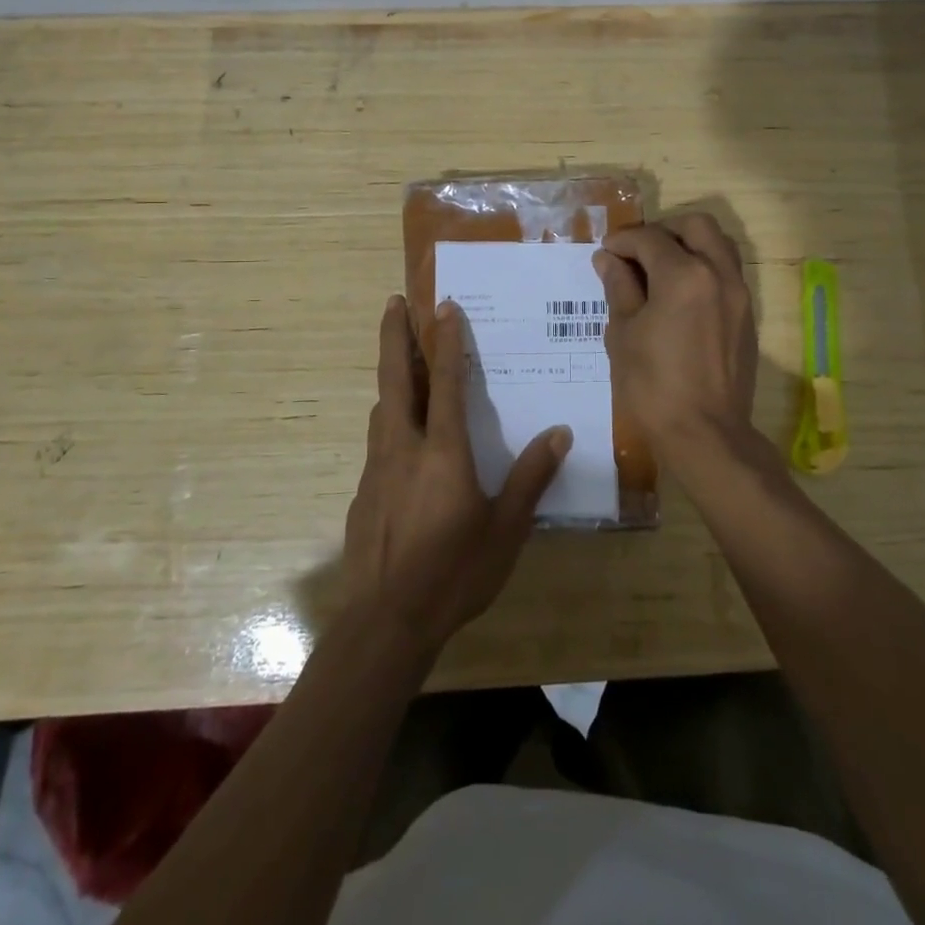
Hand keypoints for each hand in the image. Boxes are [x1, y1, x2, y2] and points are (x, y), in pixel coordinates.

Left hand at [343, 295, 569, 653]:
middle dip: (394, 337)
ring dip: (391, 376)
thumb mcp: (505, 530)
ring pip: (382, 407)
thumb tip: (561, 433)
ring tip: (400, 360)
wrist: (386, 622)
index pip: (446, 383)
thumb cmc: (454, 573)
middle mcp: (404, 448)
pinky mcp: (364, 492)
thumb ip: (531, 478)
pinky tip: (400, 435)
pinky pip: (378, 440)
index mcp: (443, 452)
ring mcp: (377, 469)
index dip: (446, 342)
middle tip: (392, 302)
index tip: (443, 306)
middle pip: (396, 379)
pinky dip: (389, 418)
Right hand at [595, 213, 759, 459]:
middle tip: (637, 253)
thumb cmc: (654, 386)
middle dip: (663, 231)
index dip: (623, 241)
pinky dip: (704, 268)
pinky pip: (727, 272)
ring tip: (660, 270)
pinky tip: (680, 295)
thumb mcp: (623, 334)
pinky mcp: (747, 316)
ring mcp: (739, 294)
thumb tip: (609, 259)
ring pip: (718, 245)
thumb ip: (619, 288)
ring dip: (689, 245)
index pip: (649, 239)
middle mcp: (718, 274)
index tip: (606, 252)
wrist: (706, 434)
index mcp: (684, 275)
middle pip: (695, 226)